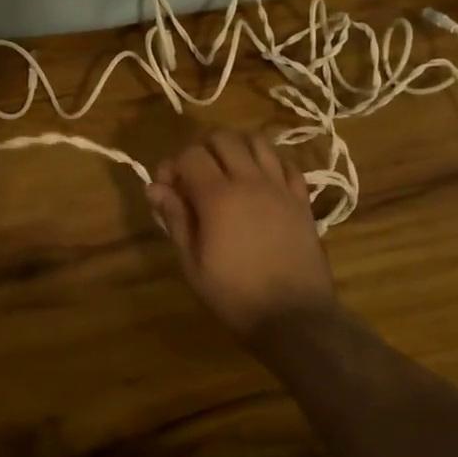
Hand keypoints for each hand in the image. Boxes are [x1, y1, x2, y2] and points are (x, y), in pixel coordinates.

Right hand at [147, 131, 340, 342]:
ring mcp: (280, 188)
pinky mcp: (302, 200)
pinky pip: (287, 164)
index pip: (190, 155)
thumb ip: (175, 218)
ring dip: (239, 149)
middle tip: (198, 176)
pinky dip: (271, 164)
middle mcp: (250, 181)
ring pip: (259, 142)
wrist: (294, 318)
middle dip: (205, 149)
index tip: (169, 188)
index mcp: (217, 196)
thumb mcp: (192, 263)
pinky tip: (262, 182)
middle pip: (224, 138)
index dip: (174, 166)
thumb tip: (155, 187)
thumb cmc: (234, 295)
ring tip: (230, 172)